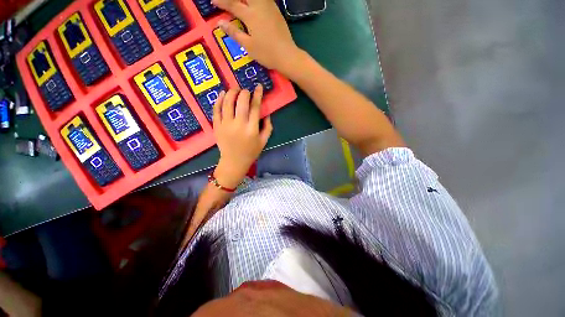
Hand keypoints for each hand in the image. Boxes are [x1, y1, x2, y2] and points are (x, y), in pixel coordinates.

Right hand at [212, 0, 302, 76]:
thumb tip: (220, 23)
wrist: (287, 56)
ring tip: (241, 4)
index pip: (232, 4)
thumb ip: (235, 33)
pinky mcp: (277, 11)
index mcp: (251, 15)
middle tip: (228, 2)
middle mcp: (260, 6)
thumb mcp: (249, 46)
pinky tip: (254, 4)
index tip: (212, 1)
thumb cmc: (267, 54)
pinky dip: (256, 0)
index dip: (221, 1)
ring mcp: (270, 7)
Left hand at [213, 86, 272, 187]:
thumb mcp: (264, 141)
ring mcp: (226, 125)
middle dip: (244, 92)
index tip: (258, 86)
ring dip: (232, 92)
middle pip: (241, 102)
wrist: (234, 161)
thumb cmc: (251, 152)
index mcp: (252, 129)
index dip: (257, 95)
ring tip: (235, 90)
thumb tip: (266, 112)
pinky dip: (219, 99)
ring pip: (227, 102)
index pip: (255, 107)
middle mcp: (239, 125)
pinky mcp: (217, 126)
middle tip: (246, 91)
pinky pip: (216, 109)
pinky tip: (223, 93)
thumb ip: (268, 126)